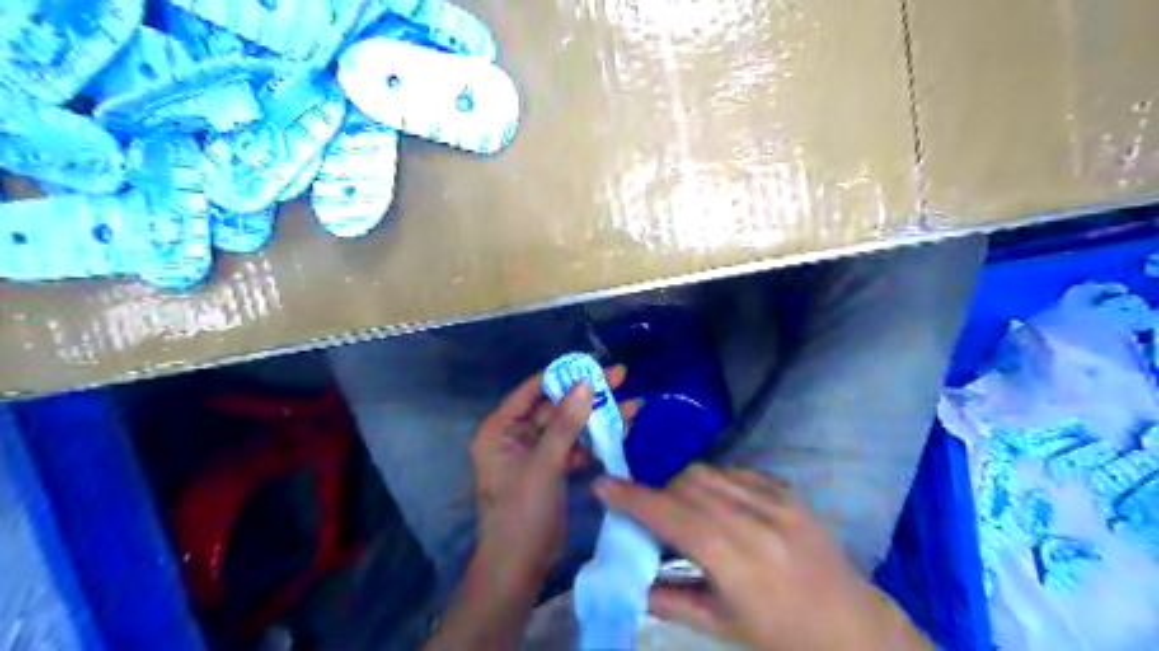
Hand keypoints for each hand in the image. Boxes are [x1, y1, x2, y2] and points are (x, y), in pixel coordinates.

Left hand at [467, 366, 637, 595]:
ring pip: (568, 426)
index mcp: (499, 429)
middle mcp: (514, 435)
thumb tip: (585, 383)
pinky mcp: (550, 468)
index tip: (592, 362)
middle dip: (588, 395)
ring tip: (632, 404)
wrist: (519, 567)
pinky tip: (621, 431)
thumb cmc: (522, 512)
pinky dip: (594, 440)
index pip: (532, 391)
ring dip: (597, 417)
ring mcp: (534, 452)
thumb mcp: (544, 465)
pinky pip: (573, 446)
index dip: (562, 375)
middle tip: (620, 375)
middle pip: (554, 406)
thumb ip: (565, 423)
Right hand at [598, 466, 915, 649]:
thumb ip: (668, 598)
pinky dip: (714, 482)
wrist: (854, 627)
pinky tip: (719, 505)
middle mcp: (753, 521)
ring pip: (708, 472)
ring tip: (685, 511)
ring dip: (683, 486)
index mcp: (734, 561)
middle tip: (651, 515)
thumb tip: (628, 579)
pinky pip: (735, 471)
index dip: (632, 497)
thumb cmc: (782, 637)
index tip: (603, 483)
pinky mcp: (788, 491)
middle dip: (657, 493)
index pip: (670, 516)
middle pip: (686, 484)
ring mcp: (775, 501)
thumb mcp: (720, 626)